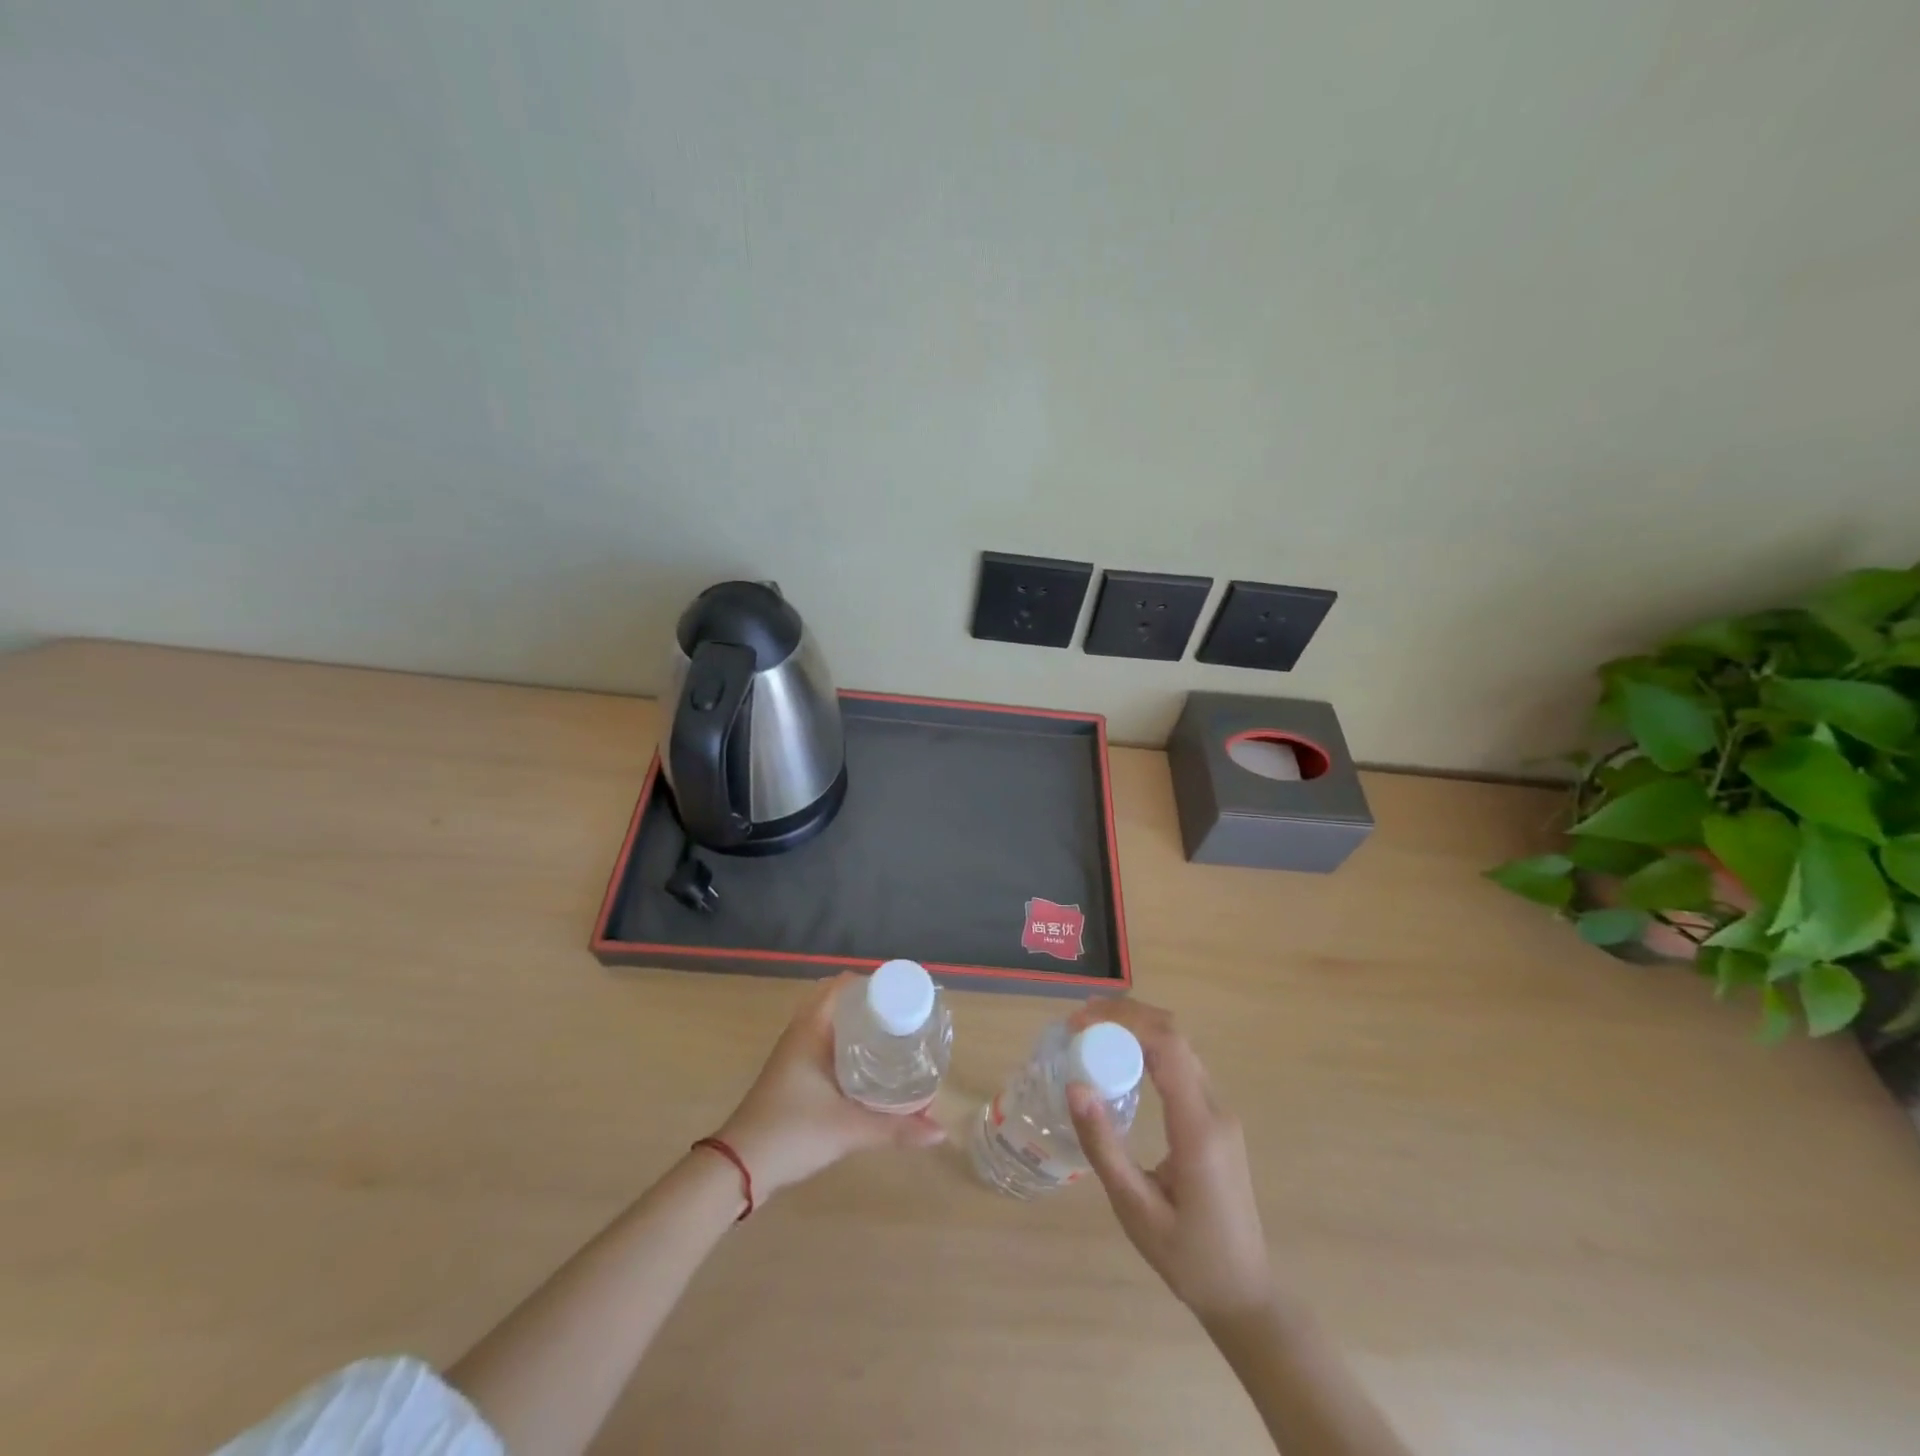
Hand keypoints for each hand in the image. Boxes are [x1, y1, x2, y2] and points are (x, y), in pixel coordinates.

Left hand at [716, 973, 944, 1198]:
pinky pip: (824, 1043)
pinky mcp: (791, 1075)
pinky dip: (846, 1045)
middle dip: (870, 1005)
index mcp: (811, 1029)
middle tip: (904, 1017)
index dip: (872, 983)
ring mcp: (793, 1054)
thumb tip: (940, 1130)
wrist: (739, 1168)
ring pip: (830, 1025)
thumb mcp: (849, 1129)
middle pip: (838, 1002)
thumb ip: (895, 1129)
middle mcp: (801, 1033)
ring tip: (893, 1037)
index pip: (842, 985)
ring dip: (857, 1025)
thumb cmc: (792, 1132)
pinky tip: (868, 1066)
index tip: (904, 994)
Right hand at [1066, 998, 1273, 1323]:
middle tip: (1079, 1021)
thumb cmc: (1188, 1258)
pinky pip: (1182, 1065)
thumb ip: (1104, 1146)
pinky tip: (1120, 1058)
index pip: (1167, 1046)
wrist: (1246, 1293)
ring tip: (1091, 1032)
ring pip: (1179, 1045)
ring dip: (1137, 1027)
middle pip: (1174, 1035)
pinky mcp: (1216, 1119)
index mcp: (1199, 1128)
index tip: (1079, 1023)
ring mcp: (1220, 1111)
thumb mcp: (1136, 1209)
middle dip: (1125, 1015)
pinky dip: (1148, 1047)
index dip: (1123, 1021)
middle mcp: (1215, 1109)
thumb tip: (1074, 1086)